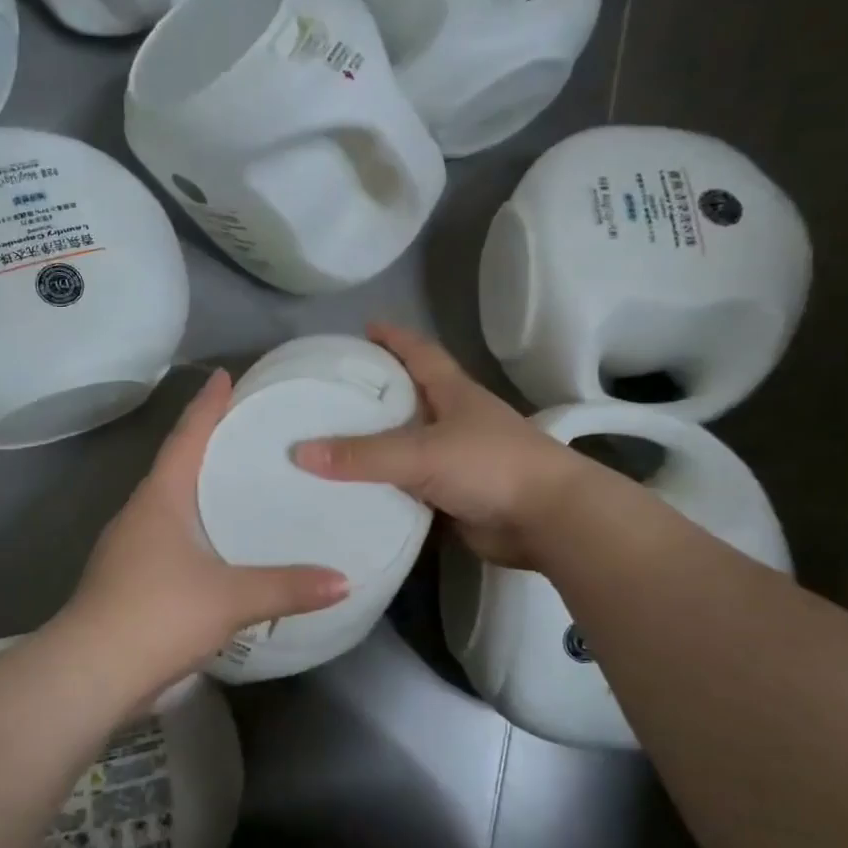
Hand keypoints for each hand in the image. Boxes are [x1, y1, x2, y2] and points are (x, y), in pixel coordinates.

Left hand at [58, 369, 348, 691]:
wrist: (90, 673)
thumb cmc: (158, 613)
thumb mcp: (231, 598)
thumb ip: (288, 587)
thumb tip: (344, 581)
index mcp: (159, 499)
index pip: (186, 437)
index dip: (206, 405)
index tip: (224, 376)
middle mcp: (140, 513)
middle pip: (175, 465)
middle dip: (205, 442)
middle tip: (245, 428)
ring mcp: (129, 548)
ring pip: (169, 503)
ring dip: (197, 487)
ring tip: (237, 482)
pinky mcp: (128, 579)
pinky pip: (167, 536)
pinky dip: (194, 526)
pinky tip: (216, 544)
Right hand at [291, 324, 589, 569]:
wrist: (548, 520)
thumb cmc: (491, 465)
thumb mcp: (422, 452)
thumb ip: (363, 455)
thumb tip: (299, 452)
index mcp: (453, 393)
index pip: (420, 353)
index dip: (394, 338)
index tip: (364, 327)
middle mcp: (454, 421)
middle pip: (409, 399)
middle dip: (376, 394)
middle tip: (329, 394)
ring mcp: (456, 461)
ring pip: (406, 447)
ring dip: (376, 445)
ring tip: (329, 443)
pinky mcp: (454, 497)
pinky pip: (409, 488)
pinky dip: (384, 488)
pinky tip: (352, 493)